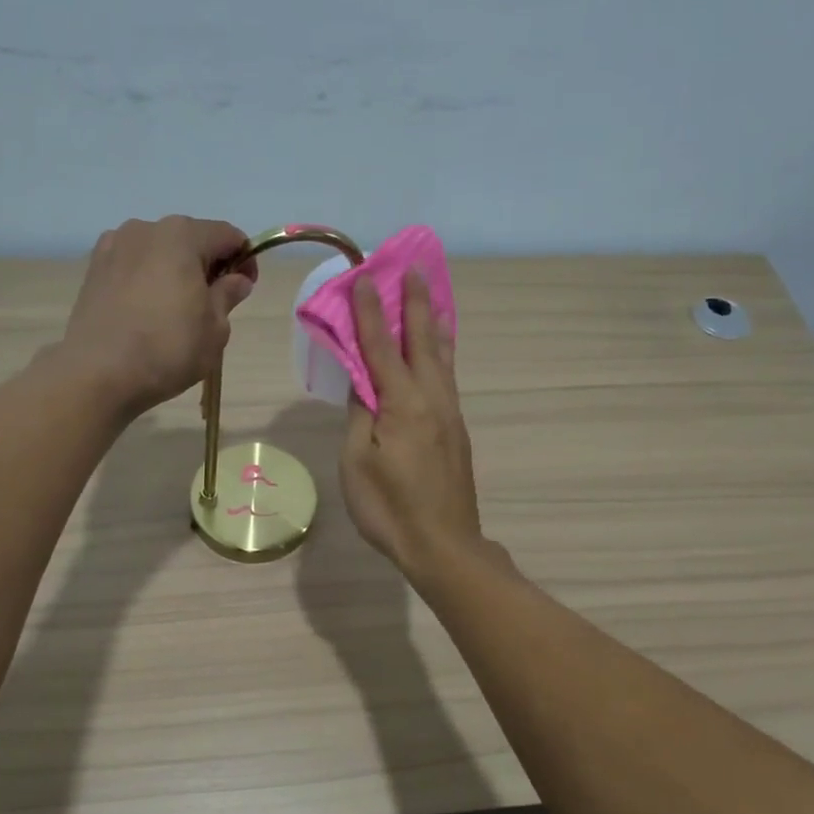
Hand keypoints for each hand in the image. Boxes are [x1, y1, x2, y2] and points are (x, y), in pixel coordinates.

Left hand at [58, 215, 257, 415]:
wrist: (99, 373)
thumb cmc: (168, 348)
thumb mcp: (215, 328)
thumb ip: (228, 295)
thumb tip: (236, 280)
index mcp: (182, 235)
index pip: (227, 235)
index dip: (244, 260)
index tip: (245, 289)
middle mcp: (146, 229)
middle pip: (190, 239)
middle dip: (207, 265)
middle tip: (213, 304)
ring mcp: (114, 246)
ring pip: (158, 252)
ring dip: (174, 272)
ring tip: (176, 311)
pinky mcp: (93, 269)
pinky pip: (132, 267)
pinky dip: (146, 280)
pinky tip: (146, 312)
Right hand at [339, 270, 484, 576]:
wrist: (443, 545)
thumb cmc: (389, 508)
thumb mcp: (357, 462)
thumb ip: (360, 416)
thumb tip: (363, 383)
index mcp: (402, 404)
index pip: (381, 347)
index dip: (369, 312)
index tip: (364, 277)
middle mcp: (432, 399)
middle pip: (422, 341)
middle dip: (414, 304)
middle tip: (413, 268)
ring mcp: (450, 415)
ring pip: (442, 358)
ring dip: (433, 324)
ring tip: (432, 300)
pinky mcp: (457, 432)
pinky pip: (448, 379)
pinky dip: (441, 354)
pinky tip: (439, 354)